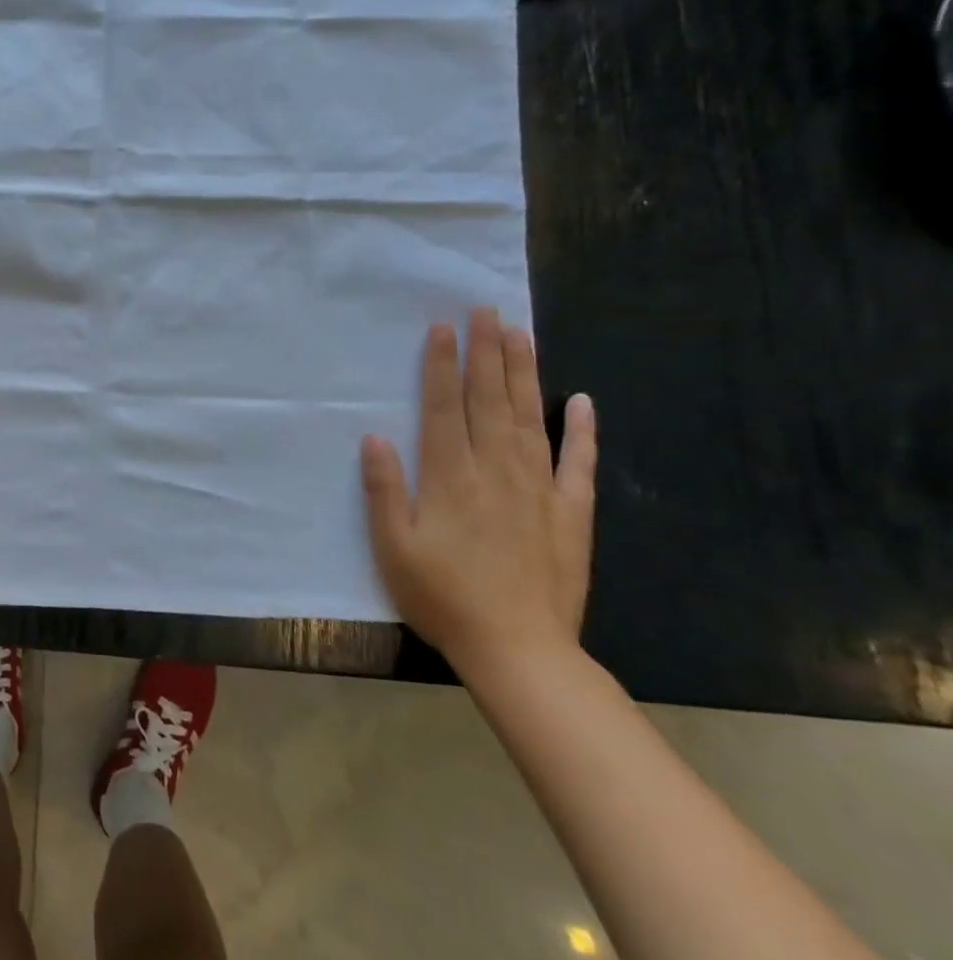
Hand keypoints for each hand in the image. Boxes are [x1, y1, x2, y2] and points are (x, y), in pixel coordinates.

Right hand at [359, 308, 597, 676]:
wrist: (519, 650)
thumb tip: (376, 437)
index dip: (441, 366)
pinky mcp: (571, 514)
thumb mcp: (393, 548)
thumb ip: (385, 491)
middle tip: (485, 309)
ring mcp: (540, 490)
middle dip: (485, 353)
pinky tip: (582, 400)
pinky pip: (580, 463)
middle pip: (490, 402)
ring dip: (524, 373)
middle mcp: (496, 472)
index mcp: (450, 479)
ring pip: (531, 418)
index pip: (444, 409)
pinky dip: (583, 430)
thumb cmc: (442, 597)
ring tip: (520, 334)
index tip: (443, 328)